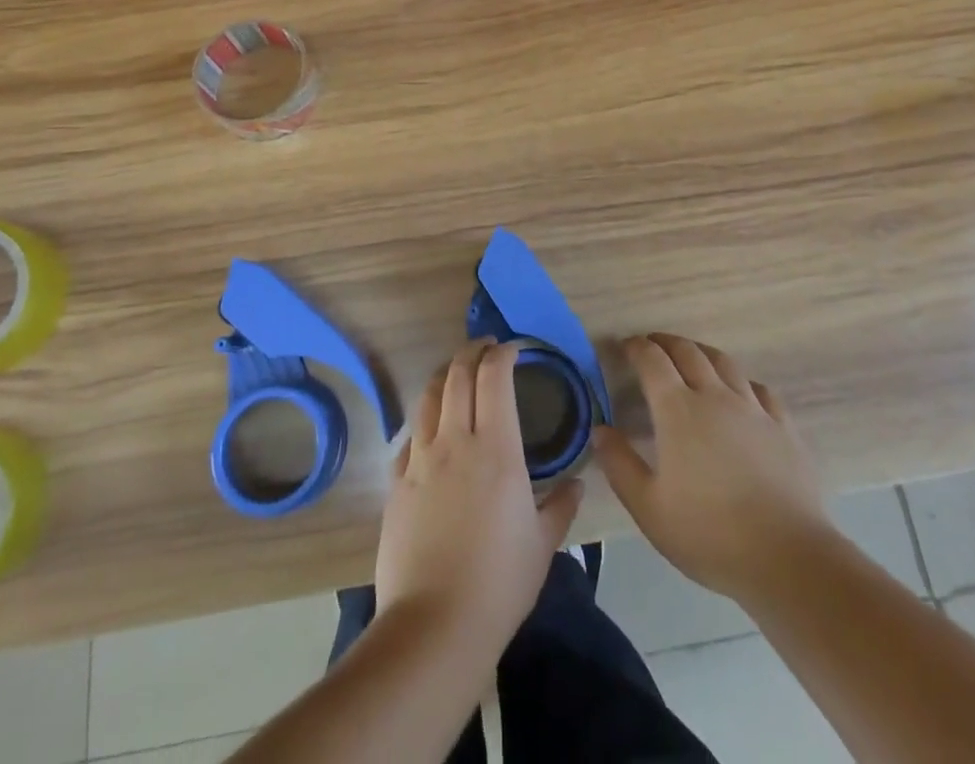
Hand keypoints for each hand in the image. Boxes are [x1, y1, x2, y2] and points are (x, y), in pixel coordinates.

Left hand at [375, 339, 583, 657]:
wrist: (435, 625)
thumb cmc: (499, 583)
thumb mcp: (543, 545)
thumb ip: (561, 505)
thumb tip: (577, 482)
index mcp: (496, 449)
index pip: (494, 378)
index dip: (502, 355)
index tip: (513, 350)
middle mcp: (455, 441)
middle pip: (457, 375)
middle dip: (472, 352)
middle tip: (486, 348)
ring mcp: (420, 460)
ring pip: (429, 397)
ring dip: (444, 376)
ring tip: (456, 373)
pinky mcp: (396, 483)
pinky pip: (409, 436)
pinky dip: (424, 421)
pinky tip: (430, 430)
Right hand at [593, 333, 830, 606]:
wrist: (787, 558)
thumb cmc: (709, 534)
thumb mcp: (648, 507)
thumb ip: (619, 464)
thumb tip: (600, 429)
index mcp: (678, 410)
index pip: (652, 361)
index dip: (636, 347)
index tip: (625, 346)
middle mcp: (715, 396)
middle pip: (688, 351)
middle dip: (666, 342)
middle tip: (652, 345)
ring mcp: (753, 408)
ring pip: (724, 362)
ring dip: (702, 352)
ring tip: (692, 357)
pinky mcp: (783, 427)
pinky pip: (760, 389)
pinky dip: (742, 381)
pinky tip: (741, 393)